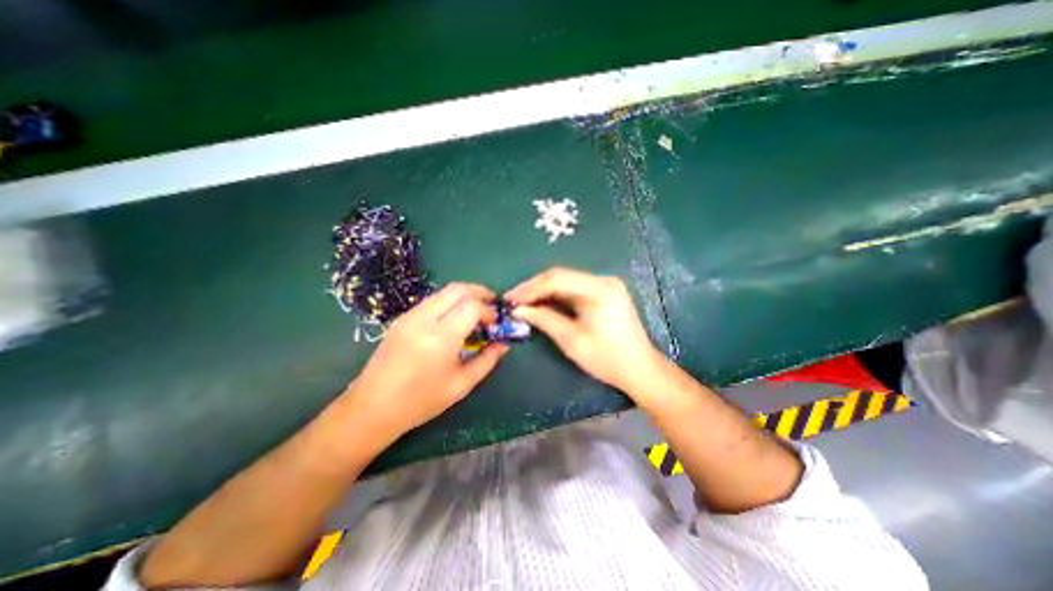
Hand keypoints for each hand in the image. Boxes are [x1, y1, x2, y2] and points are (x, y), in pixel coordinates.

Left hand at [347, 281, 509, 443]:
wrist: (371, 408)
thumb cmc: (420, 402)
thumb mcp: (461, 385)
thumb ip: (487, 360)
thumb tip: (503, 343)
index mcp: (440, 338)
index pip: (471, 306)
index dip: (488, 310)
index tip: (494, 324)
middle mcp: (423, 319)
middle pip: (457, 289)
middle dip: (479, 292)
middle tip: (491, 306)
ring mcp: (409, 316)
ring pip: (443, 292)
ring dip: (464, 296)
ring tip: (475, 313)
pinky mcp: (402, 319)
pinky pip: (432, 300)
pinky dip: (449, 302)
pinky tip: (454, 320)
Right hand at [506, 268, 658, 395]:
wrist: (639, 368)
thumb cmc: (607, 358)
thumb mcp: (572, 340)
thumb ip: (544, 319)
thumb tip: (518, 309)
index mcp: (599, 289)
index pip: (557, 279)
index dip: (530, 288)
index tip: (510, 299)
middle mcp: (603, 280)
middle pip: (560, 276)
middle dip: (534, 288)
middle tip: (513, 301)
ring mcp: (604, 284)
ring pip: (565, 281)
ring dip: (543, 291)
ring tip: (522, 302)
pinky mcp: (603, 292)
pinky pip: (573, 288)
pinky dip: (555, 296)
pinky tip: (541, 303)